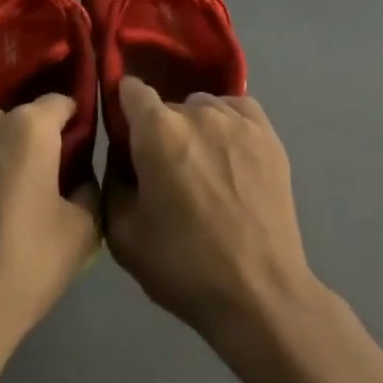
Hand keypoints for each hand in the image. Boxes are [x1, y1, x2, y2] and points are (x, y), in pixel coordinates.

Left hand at [0, 96, 100, 382]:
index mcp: (28, 129)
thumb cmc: (27, 265)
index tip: (75, 148)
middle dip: (27, 140)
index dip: (71, 122)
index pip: (59, 102)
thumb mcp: (84, 230)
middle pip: (15, 119)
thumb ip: (88, 185)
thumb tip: (77, 173)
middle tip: (34, 180)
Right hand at [105, 77, 323, 357]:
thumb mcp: (121, 232)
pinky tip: (228, 154)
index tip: (123, 132)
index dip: (122, 106)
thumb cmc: (182, 265)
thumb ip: (112, 179)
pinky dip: (227, 123)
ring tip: (201, 167)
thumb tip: (121, 154)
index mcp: (157, 131)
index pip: (130, 89)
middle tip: (163, 170)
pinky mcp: (269, 136)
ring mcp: (239, 121)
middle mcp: (198, 112)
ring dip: (194, 127)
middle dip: (158, 130)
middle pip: (167, 105)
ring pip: (203, 107)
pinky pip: (238, 110)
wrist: (258, 293)